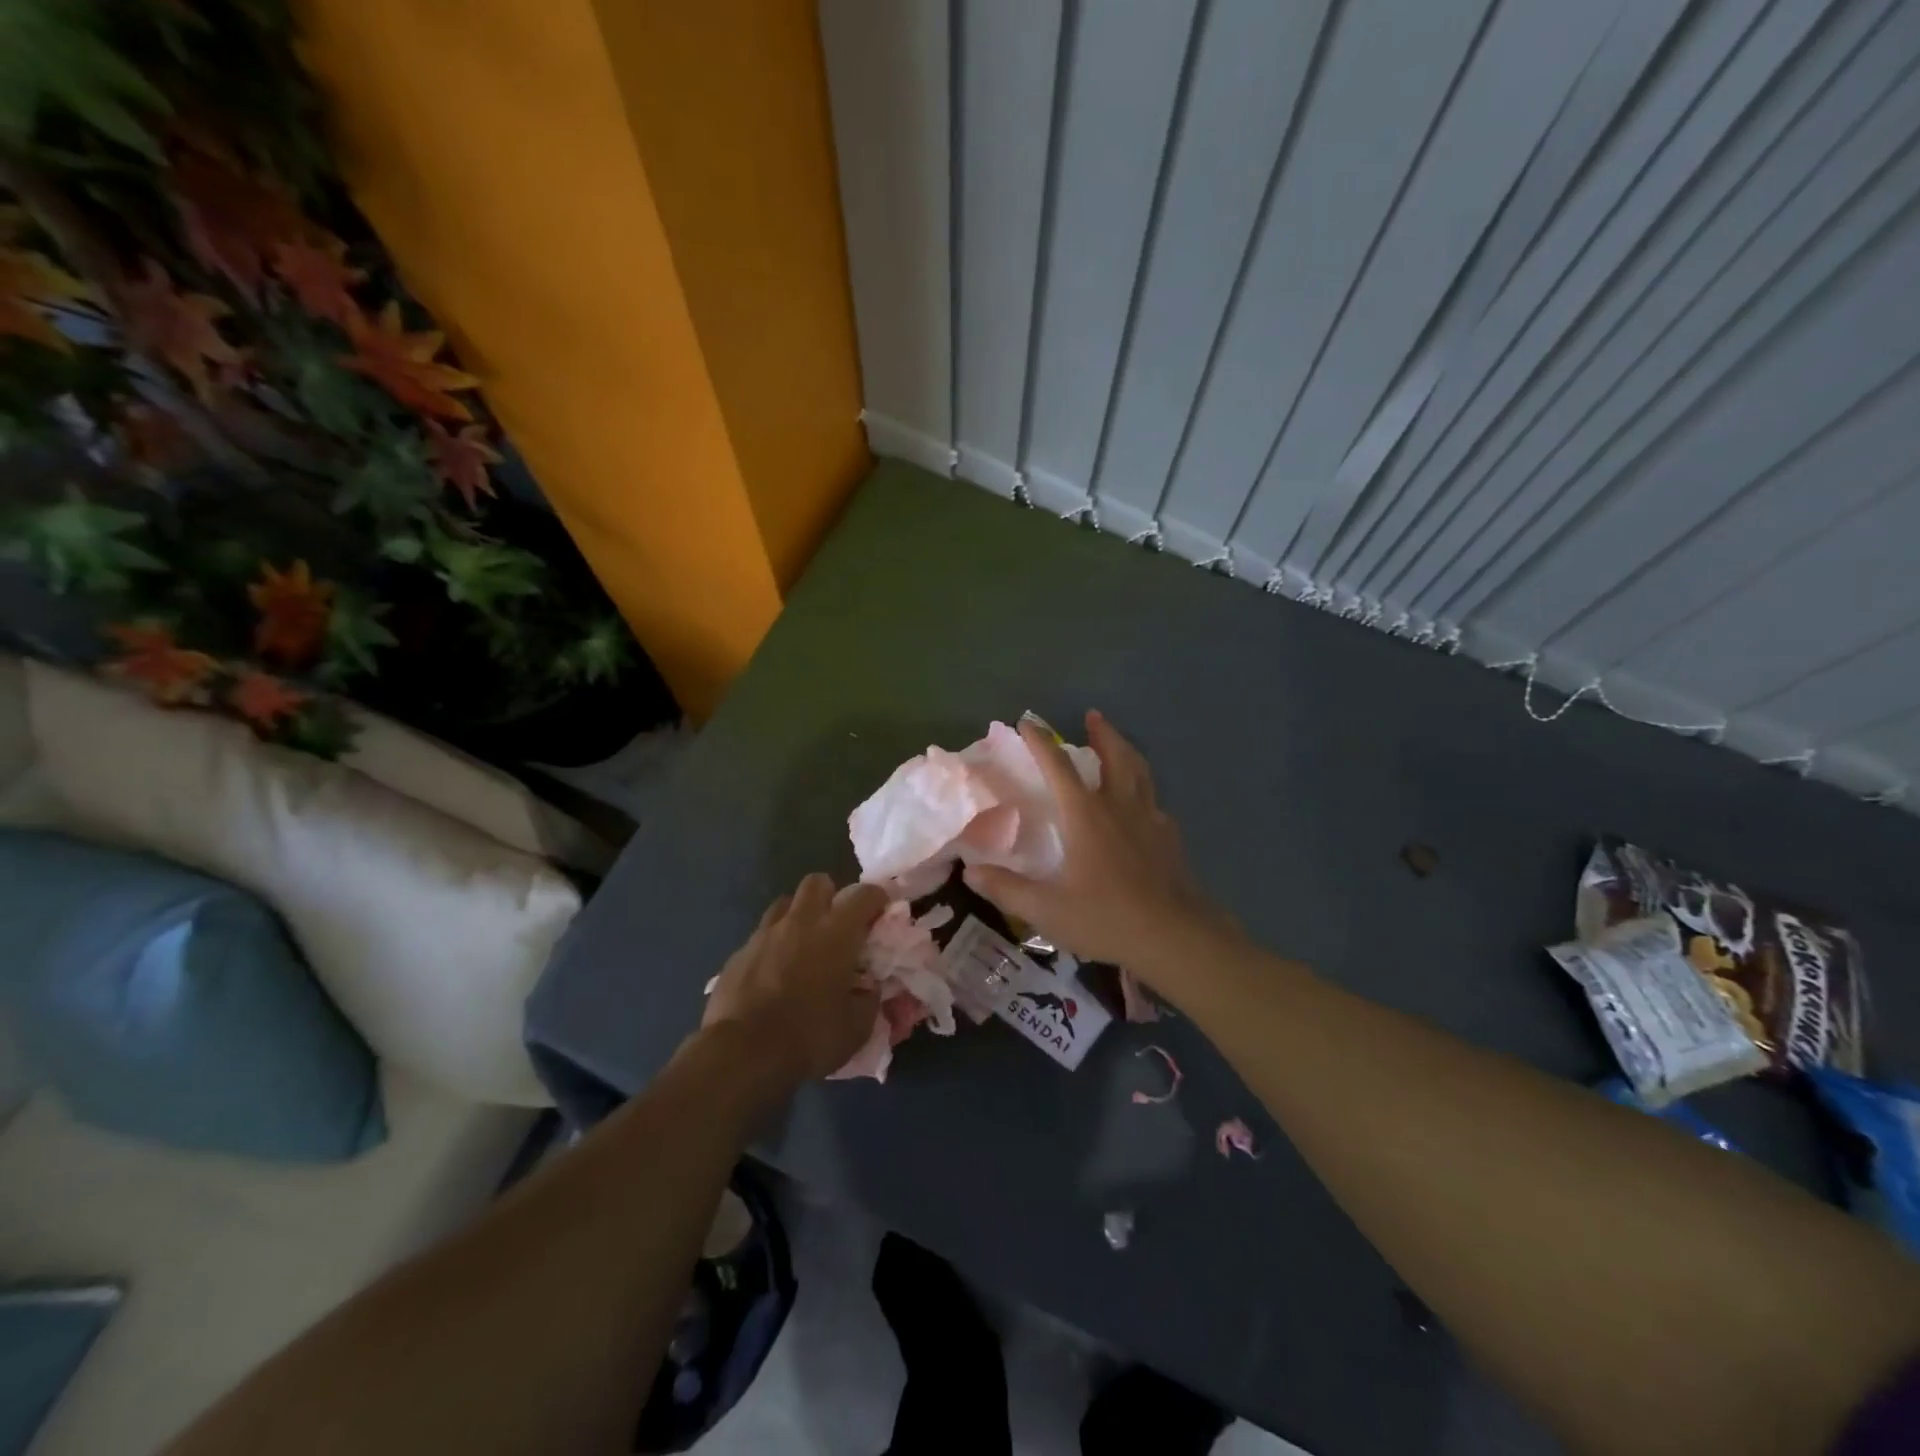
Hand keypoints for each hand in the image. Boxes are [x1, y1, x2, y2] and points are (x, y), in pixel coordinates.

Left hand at [701, 874, 886, 1086]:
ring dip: (799, 917)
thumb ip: (868, 998)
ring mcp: (764, 935)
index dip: (877, 898)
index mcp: (836, 933)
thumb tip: (868, 986)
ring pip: (785, 904)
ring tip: (804, 946)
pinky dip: (773, 946)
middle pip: (817, 882)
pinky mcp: (738, 954)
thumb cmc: (809, 1037)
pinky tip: (774, 974)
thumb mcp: (857, 1027)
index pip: (864, 894)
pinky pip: (761, 936)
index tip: (882, 913)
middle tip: (838, 925)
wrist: (742, 1055)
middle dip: (831, 896)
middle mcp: (801, 922)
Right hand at [963, 712, 1235, 983]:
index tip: (1027, 722)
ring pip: (1139, 772)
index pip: (1059, 768)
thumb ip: (1006, 889)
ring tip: (1118, 742)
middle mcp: (1119, 807)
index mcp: (1086, 816)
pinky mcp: (1169, 837)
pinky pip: (1154, 801)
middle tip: (1093, 716)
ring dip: (1126, 751)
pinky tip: (1142, 804)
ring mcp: (1149, 819)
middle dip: (1101, 733)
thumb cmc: (1106, 918)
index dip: (1040, 743)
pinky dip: (1143, 789)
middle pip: (1113, 757)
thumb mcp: (1046, 910)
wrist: (1175, 936)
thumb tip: (970, 871)